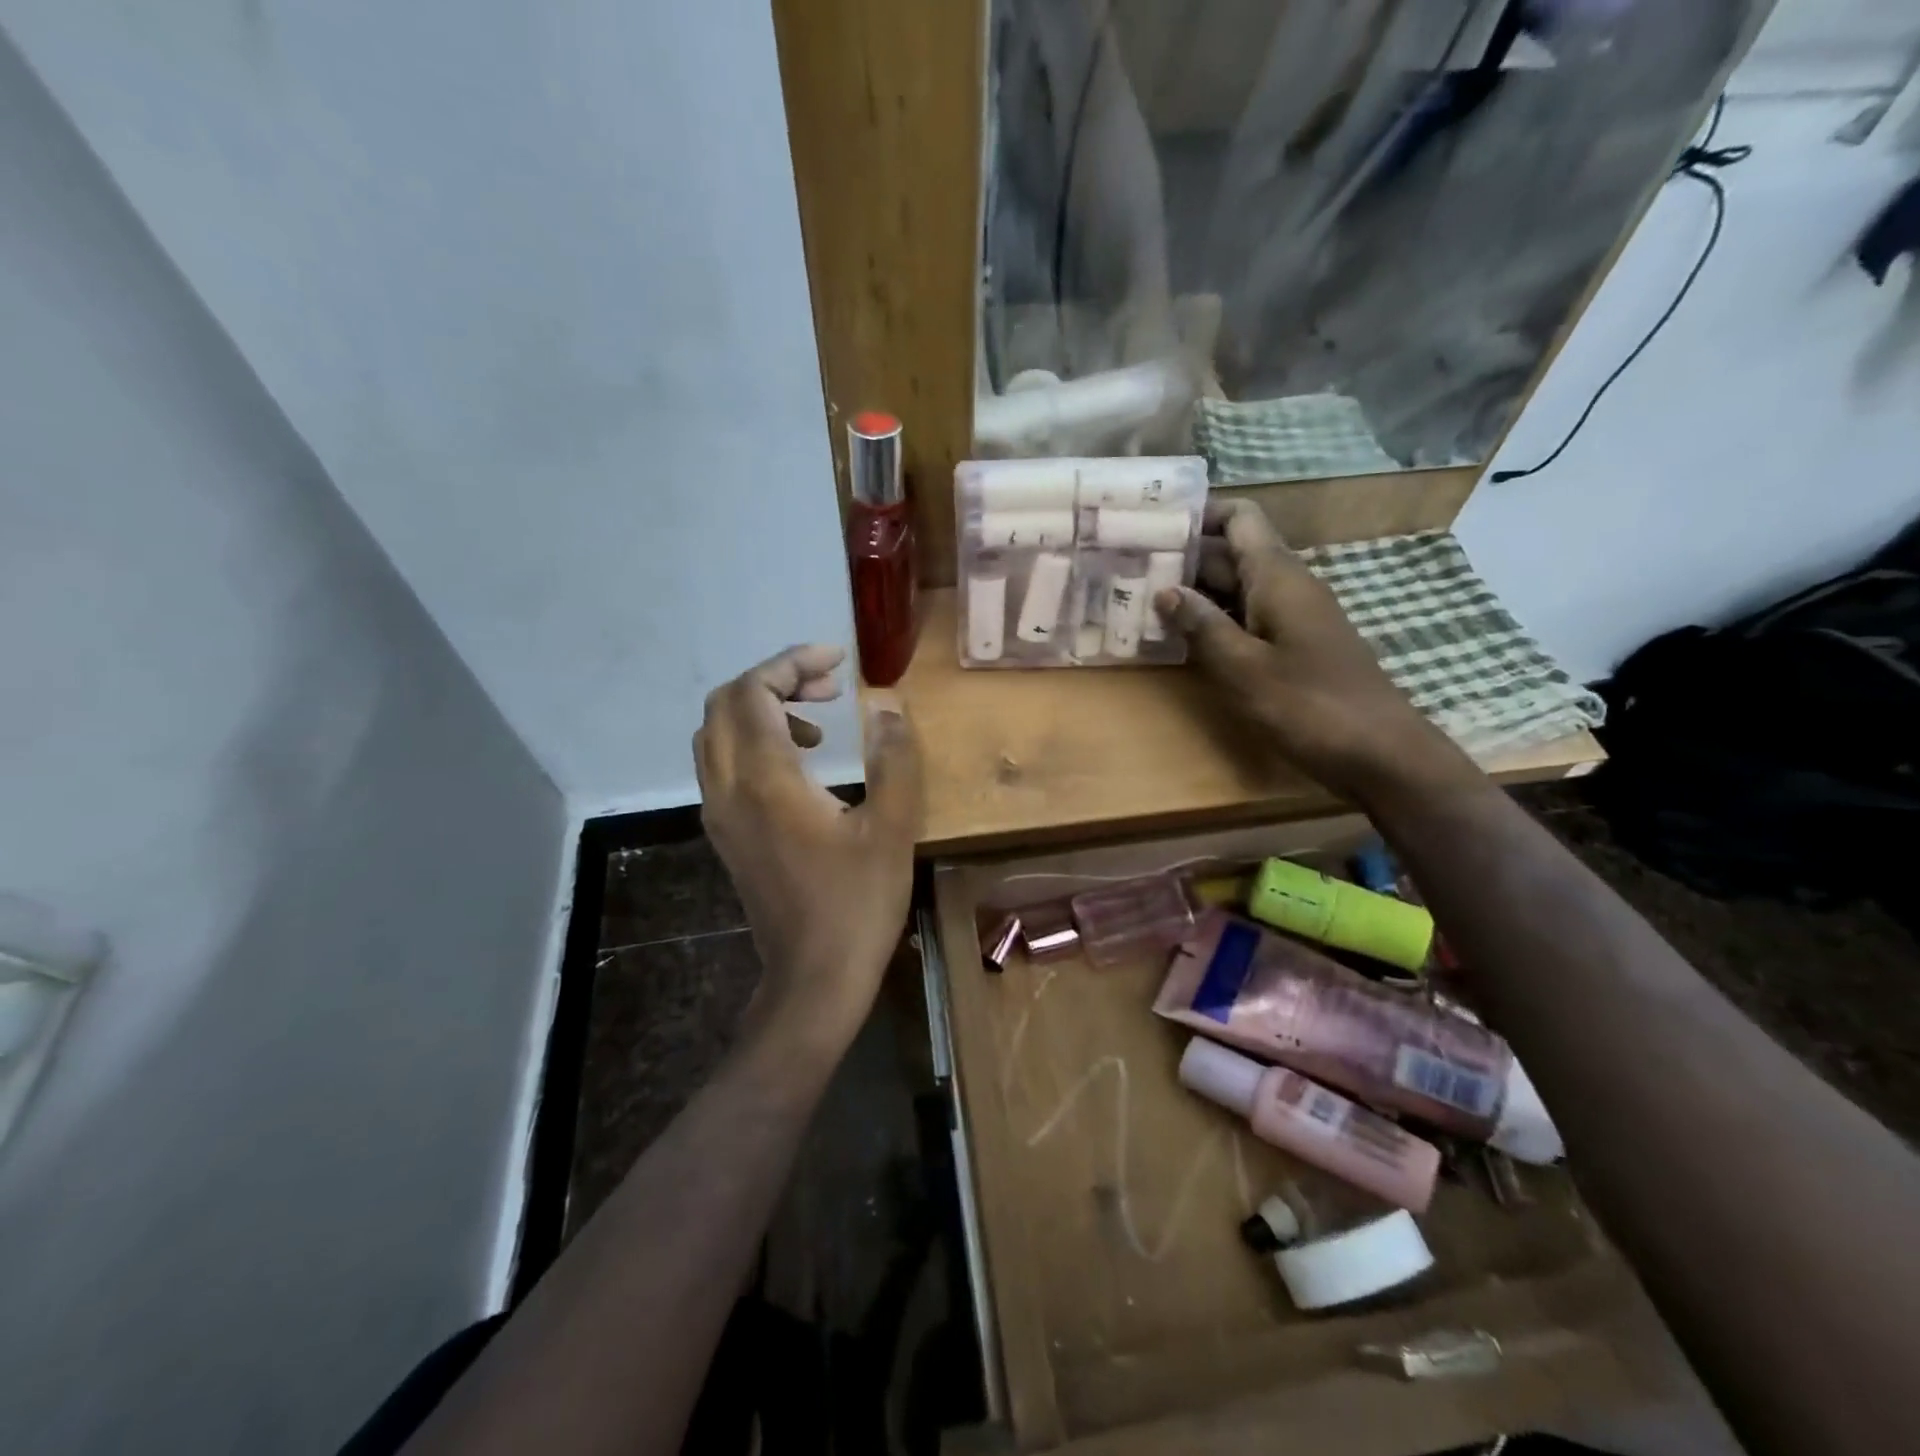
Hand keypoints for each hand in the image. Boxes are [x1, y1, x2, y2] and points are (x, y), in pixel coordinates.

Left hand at [694, 645, 922, 1047]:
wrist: (813, 979)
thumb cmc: (857, 904)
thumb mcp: (891, 829)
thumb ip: (893, 760)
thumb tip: (888, 706)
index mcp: (765, 780)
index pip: (754, 691)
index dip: (791, 662)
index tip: (837, 660)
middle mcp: (727, 789)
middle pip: (725, 704)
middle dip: (775, 680)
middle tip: (829, 687)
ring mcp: (719, 815)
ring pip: (717, 734)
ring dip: (761, 710)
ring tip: (818, 725)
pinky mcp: (725, 836)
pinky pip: (722, 765)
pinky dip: (753, 742)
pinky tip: (801, 766)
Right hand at [1155, 499, 1471, 801]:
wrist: (1381, 753)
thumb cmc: (1309, 705)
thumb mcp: (1244, 668)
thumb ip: (1202, 626)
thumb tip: (1165, 591)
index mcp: (1277, 577)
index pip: (1239, 518)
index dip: (1198, 514)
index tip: (1152, 525)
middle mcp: (1286, 586)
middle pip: (1231, 553)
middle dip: (1182, 557)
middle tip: (1127, 567)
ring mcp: (1292, 618)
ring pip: (1236, 589)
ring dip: (1193, 593)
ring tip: (1141, 601)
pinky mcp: (1294, 647)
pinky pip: (1246, 619)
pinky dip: (1213, 622)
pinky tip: (1179, 640)